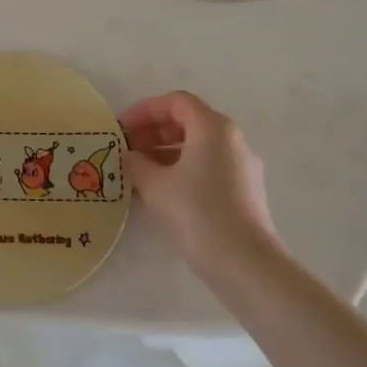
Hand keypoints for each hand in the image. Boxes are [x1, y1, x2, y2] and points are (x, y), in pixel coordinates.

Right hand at [120, 91, 277, 273]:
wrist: (244, 263)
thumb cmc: (196, 212)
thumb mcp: (154, 184)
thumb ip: (136, 163)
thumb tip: (130, 156)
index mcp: (213, 128)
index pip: (175, 102)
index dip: (144, 110)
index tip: (121, 129)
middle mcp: (233, 140)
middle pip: (188, 122)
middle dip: (154, 132)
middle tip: (128, 150)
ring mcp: (243, 166)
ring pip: (198, 147)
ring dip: (165, 153)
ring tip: (139, 174)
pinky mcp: (245, 191)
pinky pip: (208, 167)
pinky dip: (183, 170)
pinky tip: (161, 193)